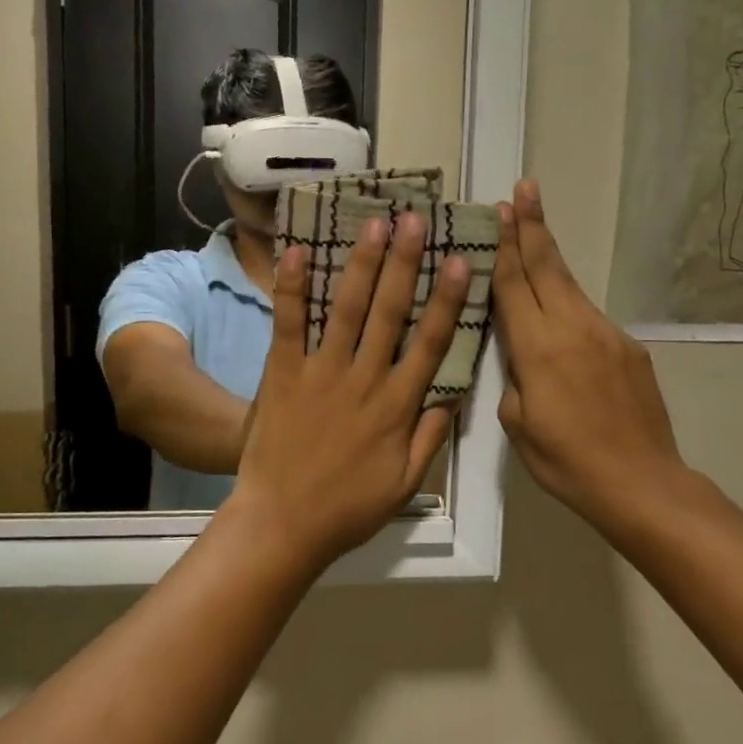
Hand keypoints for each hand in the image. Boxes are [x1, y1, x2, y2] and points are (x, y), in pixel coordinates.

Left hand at [229, 211, 470, 571]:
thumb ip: (430, 438)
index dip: (448, 300)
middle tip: (414, 220)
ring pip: (347, 309)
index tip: (460, 262)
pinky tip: (299, 252)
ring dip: (362, 263)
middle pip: (390, 312)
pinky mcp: (283, 372)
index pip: (431, 342)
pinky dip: (294, 287)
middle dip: (405, 263)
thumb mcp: (404, 483)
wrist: (282, 523)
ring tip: (374, 223)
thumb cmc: (347, 507)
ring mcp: (321, 372)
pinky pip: (289, 323)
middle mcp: (364, 379)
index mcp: (397, 405)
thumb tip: (452, 397)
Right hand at [493, 181, 686, 525]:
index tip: (501, 209)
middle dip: (532, 225)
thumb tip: (518, 356)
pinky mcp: (629, 347)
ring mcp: (606, 334)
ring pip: (570, 285)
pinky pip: (589, 316)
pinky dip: (569, 302)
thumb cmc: (567, 461)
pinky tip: (560, 314)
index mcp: (538, 348)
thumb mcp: (517, 424)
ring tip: (535, 229)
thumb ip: (512, 378)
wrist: (642, 483)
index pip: (516, 284)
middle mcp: (573, 328)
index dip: (505, 245)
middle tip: (525, 189)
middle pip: (547, 266)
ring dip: (549, 255)